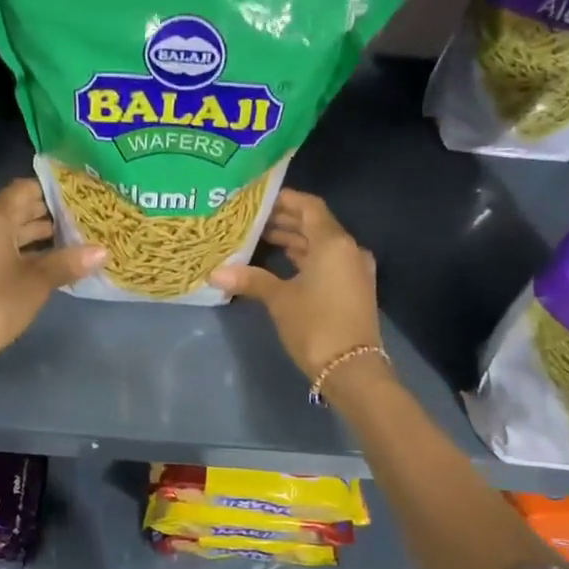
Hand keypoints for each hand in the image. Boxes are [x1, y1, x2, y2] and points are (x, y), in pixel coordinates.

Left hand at [0, 180, 105, 376]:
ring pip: (2, 230)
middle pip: (13, 209)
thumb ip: (68, 262)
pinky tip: (39, 263)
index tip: (80, 199)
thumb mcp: (36, 283)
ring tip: (67, 242)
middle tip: (80, 221)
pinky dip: (14, 250)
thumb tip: (103, 250)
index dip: (53, 192)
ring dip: (31, 235)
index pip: (24, 189)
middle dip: (45, 215)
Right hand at [210, 190, 382, 384]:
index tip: (258, 199)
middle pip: (316, 224)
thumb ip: (251, 279)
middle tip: (253, 219)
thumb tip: (214, 273)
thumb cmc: (315, 325)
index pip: (309, 206)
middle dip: (285, 220)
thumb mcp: (279, 300)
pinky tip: (282, 263)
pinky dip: (306, 258)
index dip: (284, 199)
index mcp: (333, 243)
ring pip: (321, 245)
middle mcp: (348, 249)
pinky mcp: (353, 289)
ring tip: (262, 238)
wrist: (352, 369)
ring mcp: (354, 270)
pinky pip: (327, 262)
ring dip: (295, 240)